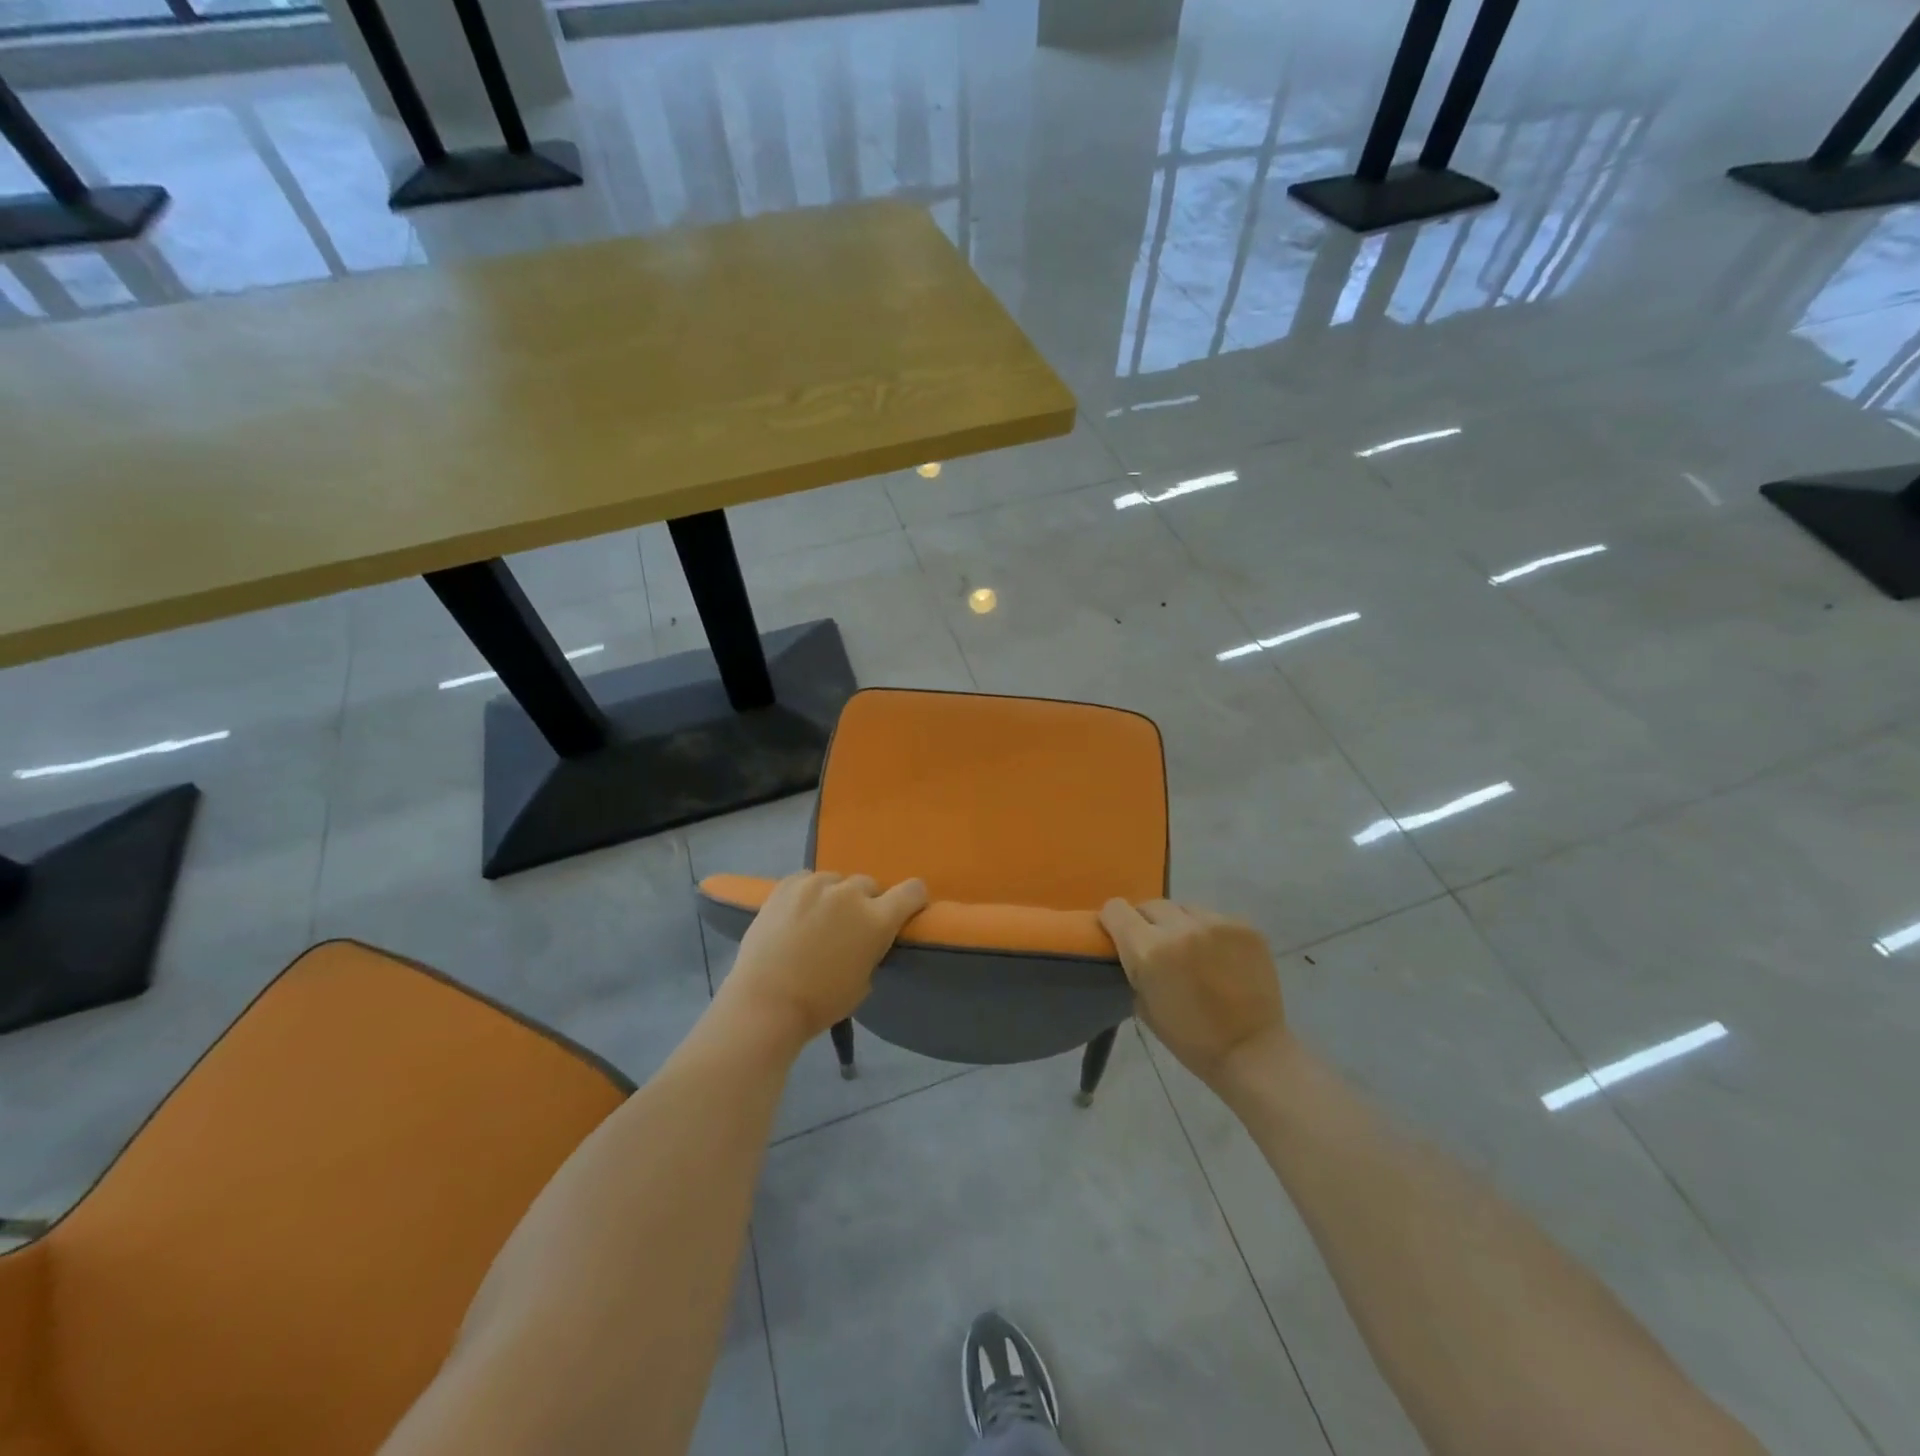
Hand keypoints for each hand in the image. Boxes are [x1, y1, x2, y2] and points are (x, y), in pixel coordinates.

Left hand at [719, 871, 927, 1045]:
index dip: (912, 899)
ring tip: (817, 920)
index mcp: (877, 920)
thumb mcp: (864, 981)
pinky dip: (808, 893)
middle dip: (866, 902)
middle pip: (870, 885)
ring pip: (837, 881)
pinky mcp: (788, 884)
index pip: (913, 891)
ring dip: (835, 897)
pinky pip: (808, 880)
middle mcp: (851, 894)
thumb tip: (866, 937)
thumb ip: (872, 948)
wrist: (765, 1002)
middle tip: (849, 927)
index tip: (904, 911)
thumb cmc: (820, 1003)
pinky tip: (796, 913)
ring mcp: (817, 884)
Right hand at [1099, 899, 1287, 1088]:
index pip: (1116, 909)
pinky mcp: (1244, 926)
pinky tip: (1219, 956)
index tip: (1119, 934)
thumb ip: (1133, 966)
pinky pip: (1214, 917)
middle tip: (1157, 946)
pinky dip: (1209, 932)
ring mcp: (1216, 923)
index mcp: (1149, 950)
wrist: (1252, 1051)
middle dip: (1147, 922)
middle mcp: (1180, 928)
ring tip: (1191, 950)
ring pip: (1183, 908)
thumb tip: (1129, 945)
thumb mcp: (1143, 1005)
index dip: (1114, 920)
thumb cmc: (1190, 1038)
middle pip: (1150, 905)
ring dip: (1180, 924)